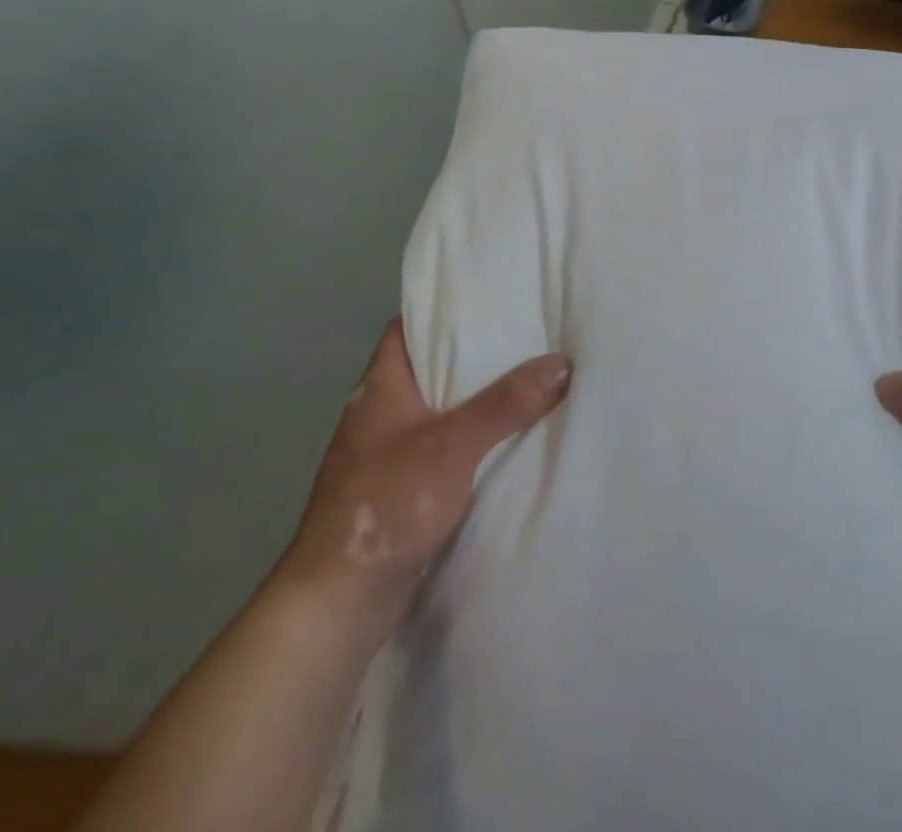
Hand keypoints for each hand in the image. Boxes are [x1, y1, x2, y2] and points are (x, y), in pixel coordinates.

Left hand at [278, 317, 571, 641]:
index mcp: (381, 387)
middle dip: (474, 355)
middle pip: (430, 368)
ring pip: (440, 412)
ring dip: (477, 401)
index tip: (488, 299)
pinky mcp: (401, 491)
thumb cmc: (387, 503)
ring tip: (528, 380)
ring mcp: (388, 454)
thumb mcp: (452, 444)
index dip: (442, 310)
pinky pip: (444, 450)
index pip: (407, 328)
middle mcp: (381, 413)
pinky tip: (508, 441)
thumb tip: (562, 362)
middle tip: (526, 336)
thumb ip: (506, 404)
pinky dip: (472, 442)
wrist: (339, 601)